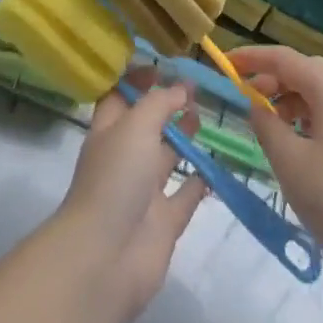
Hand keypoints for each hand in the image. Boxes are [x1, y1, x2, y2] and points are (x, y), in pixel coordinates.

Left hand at [56, 70, 208, 320]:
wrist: (106, 258)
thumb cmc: (115, 179)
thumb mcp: (135, 126)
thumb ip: (160, 103)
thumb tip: (181, 86)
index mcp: (108, 131)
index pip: (120, 96)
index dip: (137, 79)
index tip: (163, 63)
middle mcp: (125, 157)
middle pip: (146, 124)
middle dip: (166, 105)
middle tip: (196, 87)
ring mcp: (144, 191)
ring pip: (166, 157)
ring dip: (183, 137)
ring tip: (204, 115)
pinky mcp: (164, 222)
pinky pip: (185, 195)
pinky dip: (199, 181)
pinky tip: (216, 165)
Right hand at [234, 45, 322, 277]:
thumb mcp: (287, 160)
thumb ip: (265, 124)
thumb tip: (257, 105)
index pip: (285, 59)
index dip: (252, 57)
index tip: (226, 62)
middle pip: (304, 70)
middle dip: (272, 75)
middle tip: (245, 92)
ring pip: (318, 91)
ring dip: (288, 96)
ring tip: (266, 120)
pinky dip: (305, 114)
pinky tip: (293, 140)